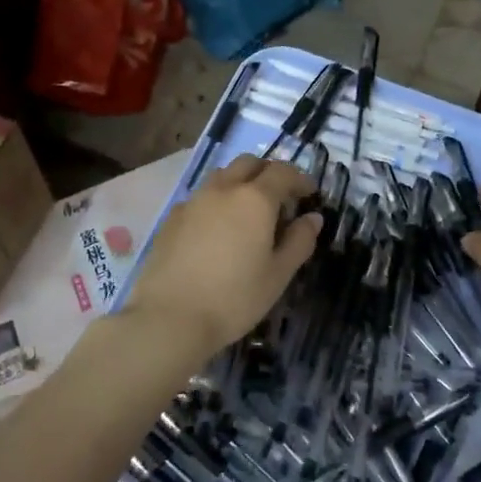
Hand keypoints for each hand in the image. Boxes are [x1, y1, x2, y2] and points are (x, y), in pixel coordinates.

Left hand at [121, 154, 320, 363]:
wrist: (168, 317)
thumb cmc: (234, 298)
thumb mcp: (278, 275)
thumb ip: (299, 241)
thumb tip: (312, 218)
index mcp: (255, 199)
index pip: (283, 172)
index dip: (300, 179)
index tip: (310, 195)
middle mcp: (223, 189)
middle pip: (250, 163)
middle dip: (269, 173)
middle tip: (280, 199)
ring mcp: (194, 200)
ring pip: (223, 175)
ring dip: (241, 182)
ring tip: (248, 211)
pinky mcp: (172, 217)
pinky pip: (202, 196)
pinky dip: (218, 200)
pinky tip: (218, 229)